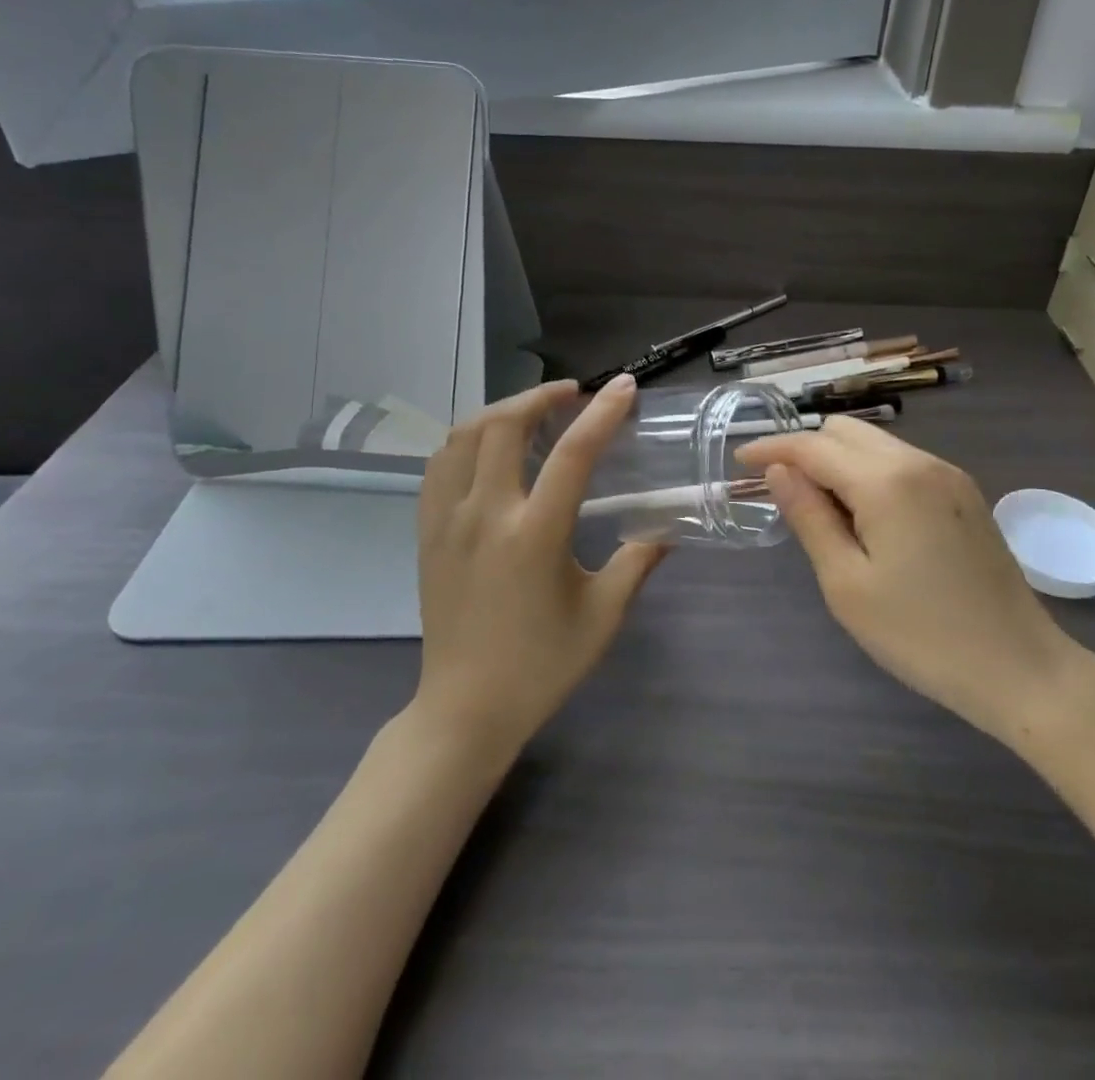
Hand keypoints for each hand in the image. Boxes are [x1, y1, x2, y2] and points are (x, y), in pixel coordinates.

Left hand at [414, 375, 666, 757]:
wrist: (465, 708)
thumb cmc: (541, 665)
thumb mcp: (603, 615)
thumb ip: (637, 562)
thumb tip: (667, 527)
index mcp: (535, 536)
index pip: (573, 454)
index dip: (602, 412)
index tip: (622, 385)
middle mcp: (486, 515)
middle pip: (504, 425)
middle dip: (540, 396)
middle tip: (572, 395)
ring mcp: (448, 521)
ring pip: (465, 436)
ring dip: (501, 411)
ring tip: (532, 412)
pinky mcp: (427, 532)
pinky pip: (439, 464)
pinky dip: (467, 439)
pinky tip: (489, 447)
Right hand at [736, 418, 1094, 747]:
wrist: (1020, 667)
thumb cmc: (921, 635)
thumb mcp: (847, 584)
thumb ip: (809, 517)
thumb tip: (778, 472)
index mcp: (885, 481)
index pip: (813, 446)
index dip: (771, 448)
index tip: (739, 460)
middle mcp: (918, 461)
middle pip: (845, 431)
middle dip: (806, 449)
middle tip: (781, 492)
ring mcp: (947, 474)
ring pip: (876, 444)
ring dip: (839, 461)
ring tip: (821, 509)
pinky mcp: (964, 492)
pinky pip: (902, 462)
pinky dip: (871, 473)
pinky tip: (866, 516)